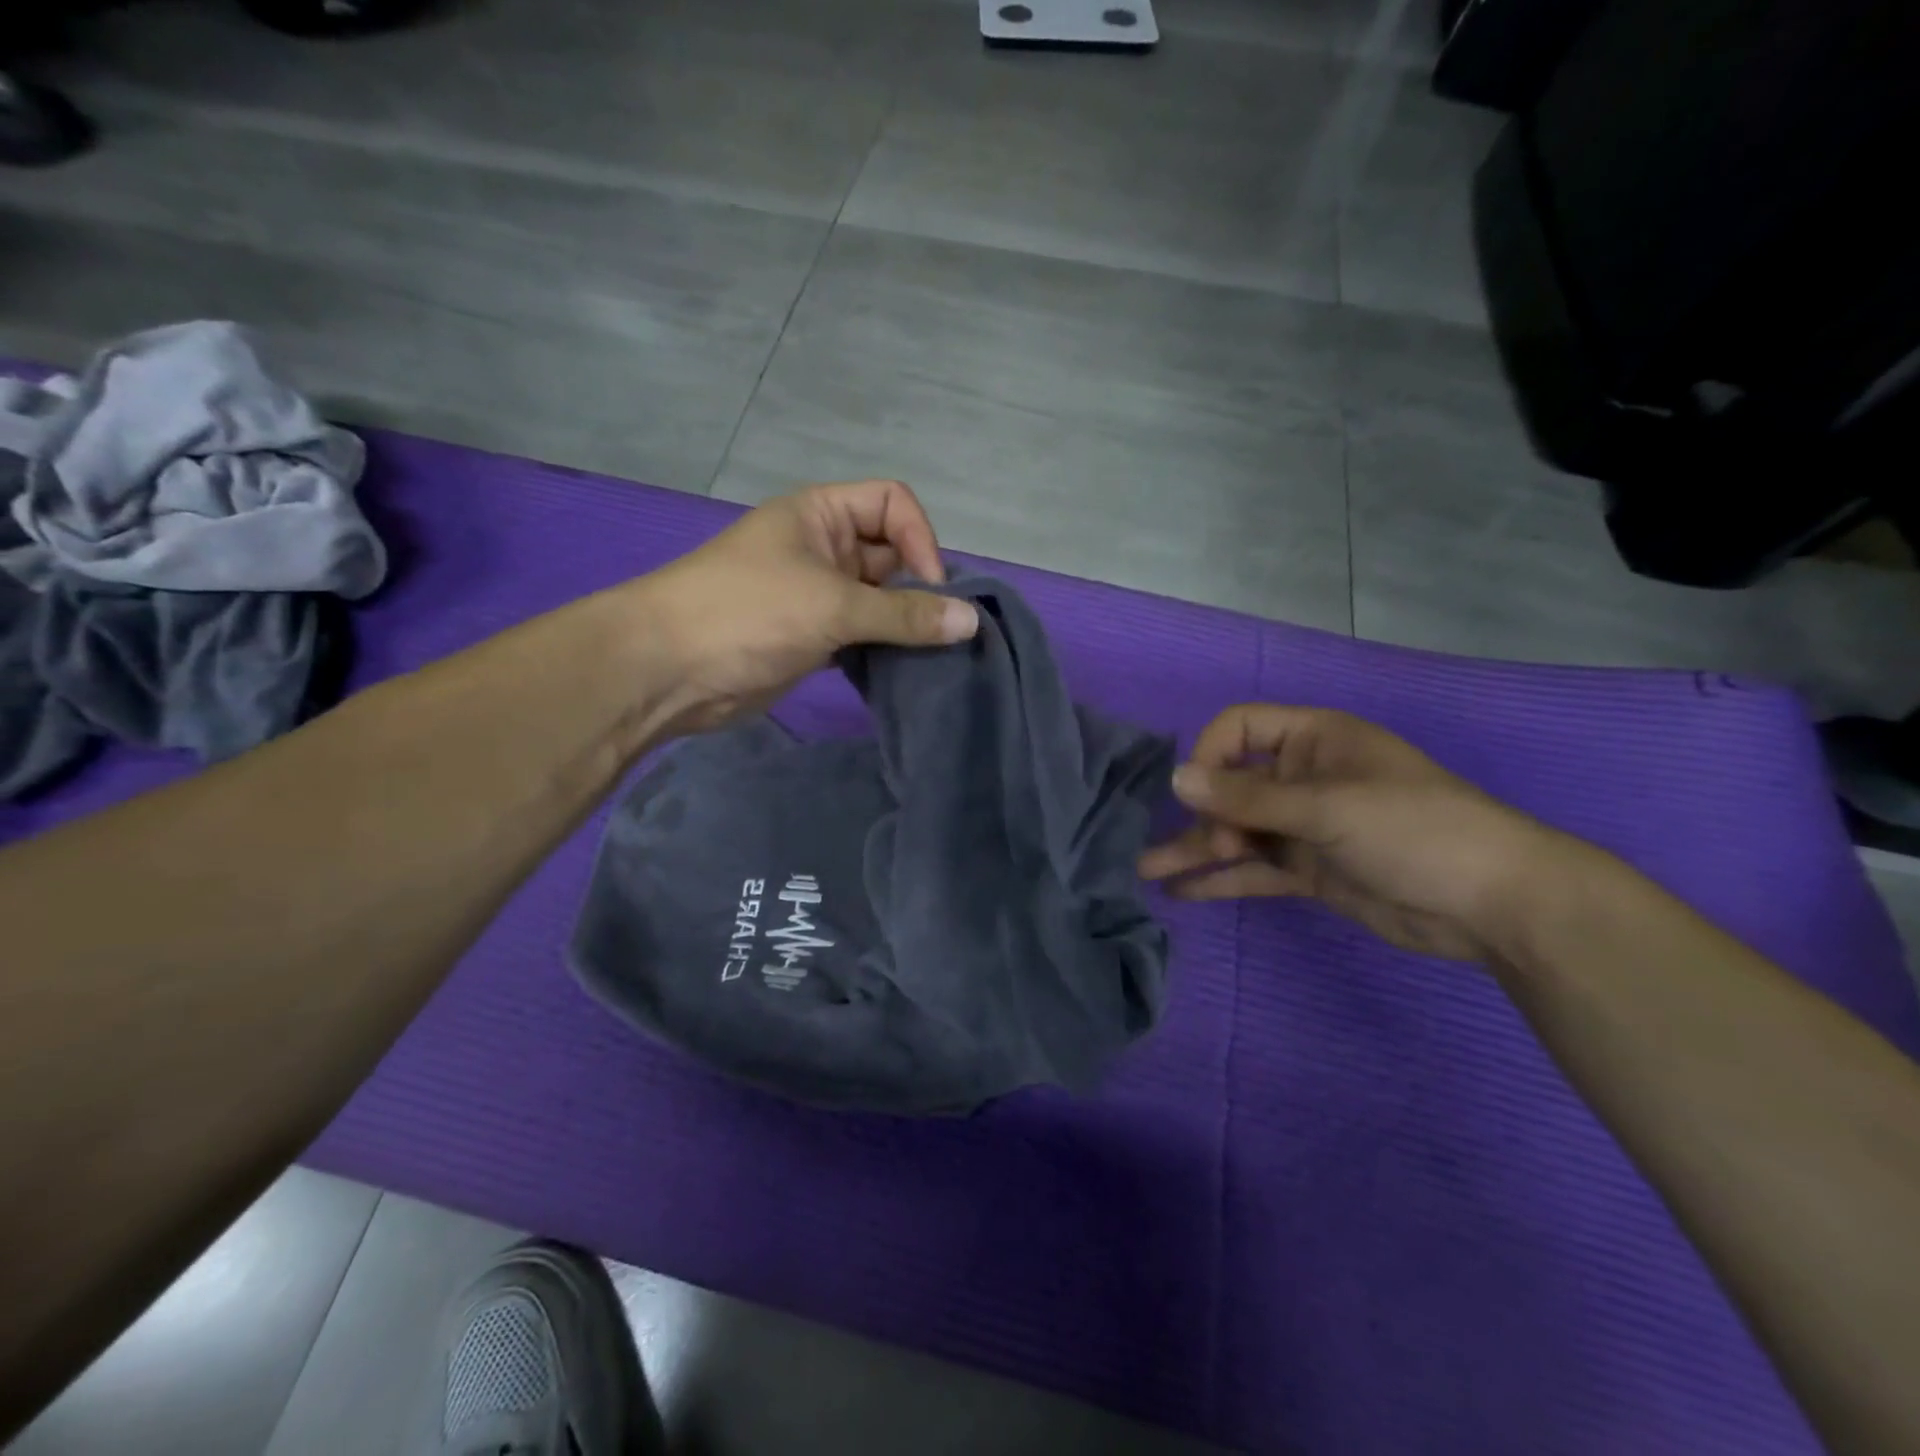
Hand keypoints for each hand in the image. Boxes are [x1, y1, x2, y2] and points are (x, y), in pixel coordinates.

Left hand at [639, 479, 978, 732]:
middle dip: (920, 589)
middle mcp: (822, 548)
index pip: (892, 504)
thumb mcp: (833, 605)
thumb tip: (971, 620)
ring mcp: (816, 595)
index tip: (932, 589)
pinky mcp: (812, 637)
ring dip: (905, 626)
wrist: (668, 669)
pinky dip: (883, 650)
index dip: (921, 539)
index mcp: (821, 514)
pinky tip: (903, 673)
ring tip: (932, 656)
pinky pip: (862, 635)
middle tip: (943, 632)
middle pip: (892, 554)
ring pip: (879, 601)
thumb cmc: (749, 612)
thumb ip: (905, 614)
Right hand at [1138, 706, 1577, 963]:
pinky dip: (1221, 879)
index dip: (1209, 755)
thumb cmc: (1413, 830)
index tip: (1195, 794)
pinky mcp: (1310, 870)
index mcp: (1312, 740)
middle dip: (1201, 814)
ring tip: (1146, 871)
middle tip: (1187, 846)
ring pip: (1238, 831)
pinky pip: (1255, 869)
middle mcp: (1303, 778)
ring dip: (1196, 849)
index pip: (1239, 729)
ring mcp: (1305, 826)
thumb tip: (1175, 779)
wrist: (1493, 904)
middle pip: (1232, 786)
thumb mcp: (1327, 807)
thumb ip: (1248, 797)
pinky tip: (1181, 892)